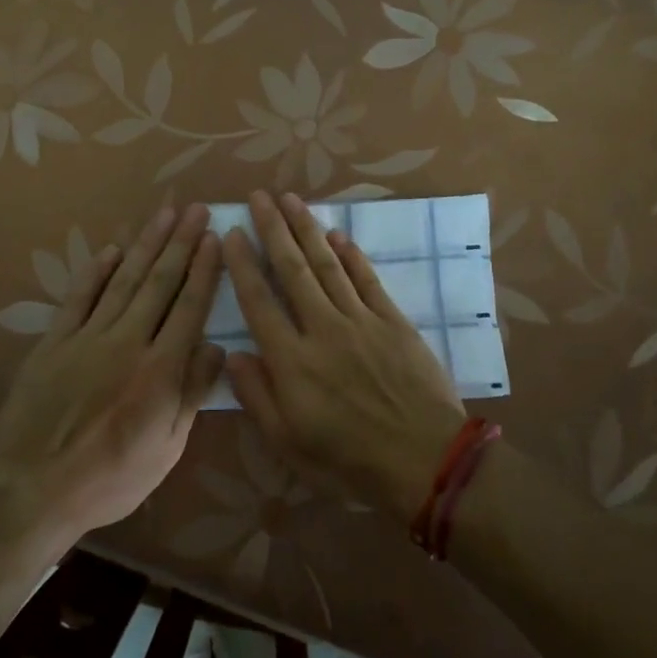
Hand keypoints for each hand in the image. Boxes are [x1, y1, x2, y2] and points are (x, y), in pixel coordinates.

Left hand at [0, 204, 224, 534]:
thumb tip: (217, 346)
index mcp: (161, 369)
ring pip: (124, 281)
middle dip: (181, 243)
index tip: (214, 237)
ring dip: (146, 245)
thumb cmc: (111, 477)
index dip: (204, 269)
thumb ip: (192, 393)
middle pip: (160, 283)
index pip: (189, 307)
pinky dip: (96, 272)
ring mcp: (87, 337)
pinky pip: (78, 298)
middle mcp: (128, 342)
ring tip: (163, 215)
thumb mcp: (167, 448)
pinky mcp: (54, 342)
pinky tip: (111, 251)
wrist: (34, 489)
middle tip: (195, 210)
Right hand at [223, 190, 466, 518]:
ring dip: (307, 230)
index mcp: (291, 361)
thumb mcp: (289, 444)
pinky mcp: (393, 321)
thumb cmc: (349, 461)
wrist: (425, 460)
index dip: (243, 264)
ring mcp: (360, 321)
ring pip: (328, 265)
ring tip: (291, 200)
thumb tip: (233, 355)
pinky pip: (367, 279)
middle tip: (259, 196)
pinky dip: (351, 254)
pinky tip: (338, 235)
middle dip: (273, 229)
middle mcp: (322, 329)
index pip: (258, 301)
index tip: (232, 233)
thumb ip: (257, 397)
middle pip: (292, 269)